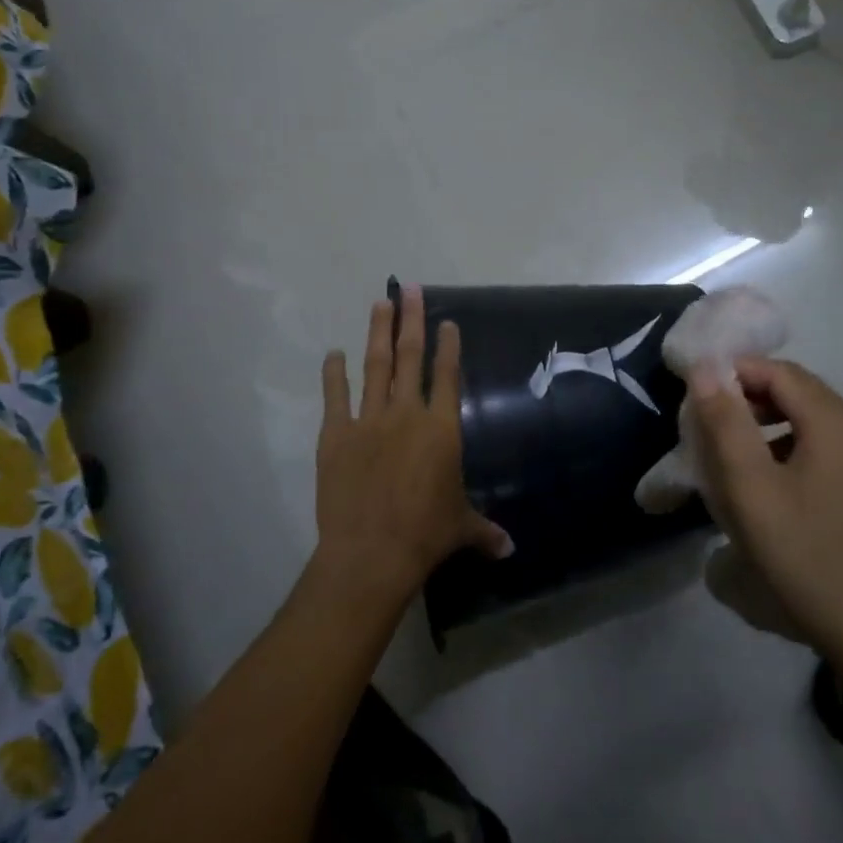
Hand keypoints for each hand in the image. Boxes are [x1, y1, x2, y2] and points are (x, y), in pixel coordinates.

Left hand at [313, 286, 511, 606]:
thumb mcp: (461, 527)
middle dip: (412, 320)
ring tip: (379, 304)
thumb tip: (510, 550)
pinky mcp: (336, 435)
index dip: (448, 346)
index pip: (447, 375)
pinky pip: (335, 397)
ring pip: (375, 366)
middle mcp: (407, 413)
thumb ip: (485, 530)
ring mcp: (369, 420)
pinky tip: (332, 354)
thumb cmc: (425, 534)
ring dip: (377, 333)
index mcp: (441, 428)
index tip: (446, 322)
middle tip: (410, 289)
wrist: (372, 552)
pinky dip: (333, 374)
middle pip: (410, 357)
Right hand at [687, 358, 842, 689]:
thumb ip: (725, 424)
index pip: (780, 371)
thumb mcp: (751, 490)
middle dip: (751, 399)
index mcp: (837, 424)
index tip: (698, 396)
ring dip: (772, 425)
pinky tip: (775, 488)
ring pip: (815, 423)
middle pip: (800, 393)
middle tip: (711, 426)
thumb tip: (705, 369)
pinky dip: (795, 450)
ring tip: (735, 456)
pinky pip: (831, 452)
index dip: (736, 373)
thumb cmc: (807, 558)